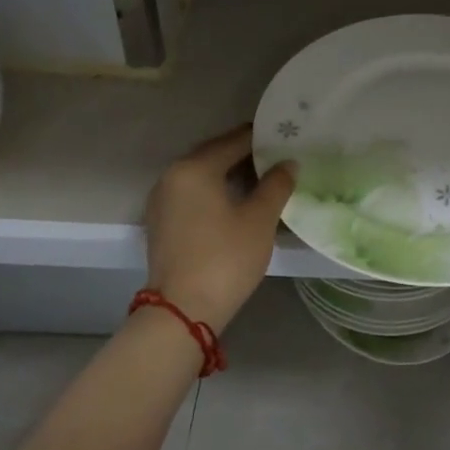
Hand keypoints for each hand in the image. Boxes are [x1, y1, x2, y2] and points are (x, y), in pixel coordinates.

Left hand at [144, 126, 294, 332]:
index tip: (287, 138)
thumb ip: (276, 185)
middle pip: (215, 154)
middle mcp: (172, 176)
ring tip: (264, 179)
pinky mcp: (161, 222)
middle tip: (279, 157)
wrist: (182, 311)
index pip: (234, 140)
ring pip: (203, 175)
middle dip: (246, 154)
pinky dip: (215, 191)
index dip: (263, 138)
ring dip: (231, 174)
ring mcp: (162, 200)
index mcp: (195, 168)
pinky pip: (193, 194)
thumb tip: (288, 163)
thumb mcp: (260, 219)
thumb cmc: (225, 258)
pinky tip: (238, 202)